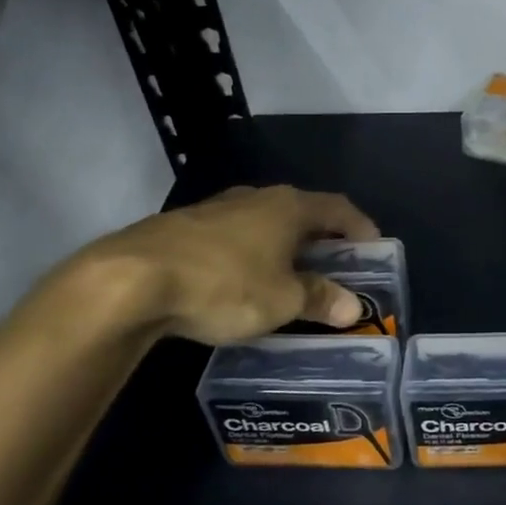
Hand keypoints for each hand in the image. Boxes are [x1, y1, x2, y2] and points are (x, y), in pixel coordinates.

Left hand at [67, 185, 380, 345]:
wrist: (132, 279)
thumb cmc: (224, 285)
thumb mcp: (281, 300)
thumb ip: (320, 299)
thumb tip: (355, 307)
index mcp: (289, 207)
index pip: (338, 208)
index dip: (359, 226)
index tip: (373, 245)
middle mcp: (256, 197)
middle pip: (301, 210)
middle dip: (321, 235)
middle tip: (335, 261)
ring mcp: (217, 208)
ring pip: (264, 220)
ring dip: (283, 242)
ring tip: (290, 270)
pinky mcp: (184, 225)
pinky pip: (234, 234)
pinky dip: (251, 251)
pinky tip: (242, 276)